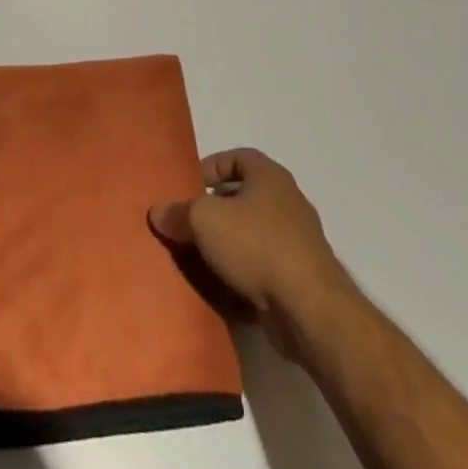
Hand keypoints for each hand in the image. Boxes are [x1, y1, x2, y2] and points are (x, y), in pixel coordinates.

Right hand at [150, 148, 350, 361]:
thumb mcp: (204, 220)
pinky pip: (262, 269)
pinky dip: (243, 276)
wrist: (309, 310)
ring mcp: (297, 243)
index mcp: (270, 176)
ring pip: (251, 236)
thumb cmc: (256, 245)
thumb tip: (157, 212)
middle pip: (243, 198)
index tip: (188, 187)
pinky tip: (221, 291)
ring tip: (198, 260)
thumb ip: (178, 212)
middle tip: (188, 225)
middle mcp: (287, 202)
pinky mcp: (299, 279)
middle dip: (214, 212)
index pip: (237, 158)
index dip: (210, 168)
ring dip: (226, 247)